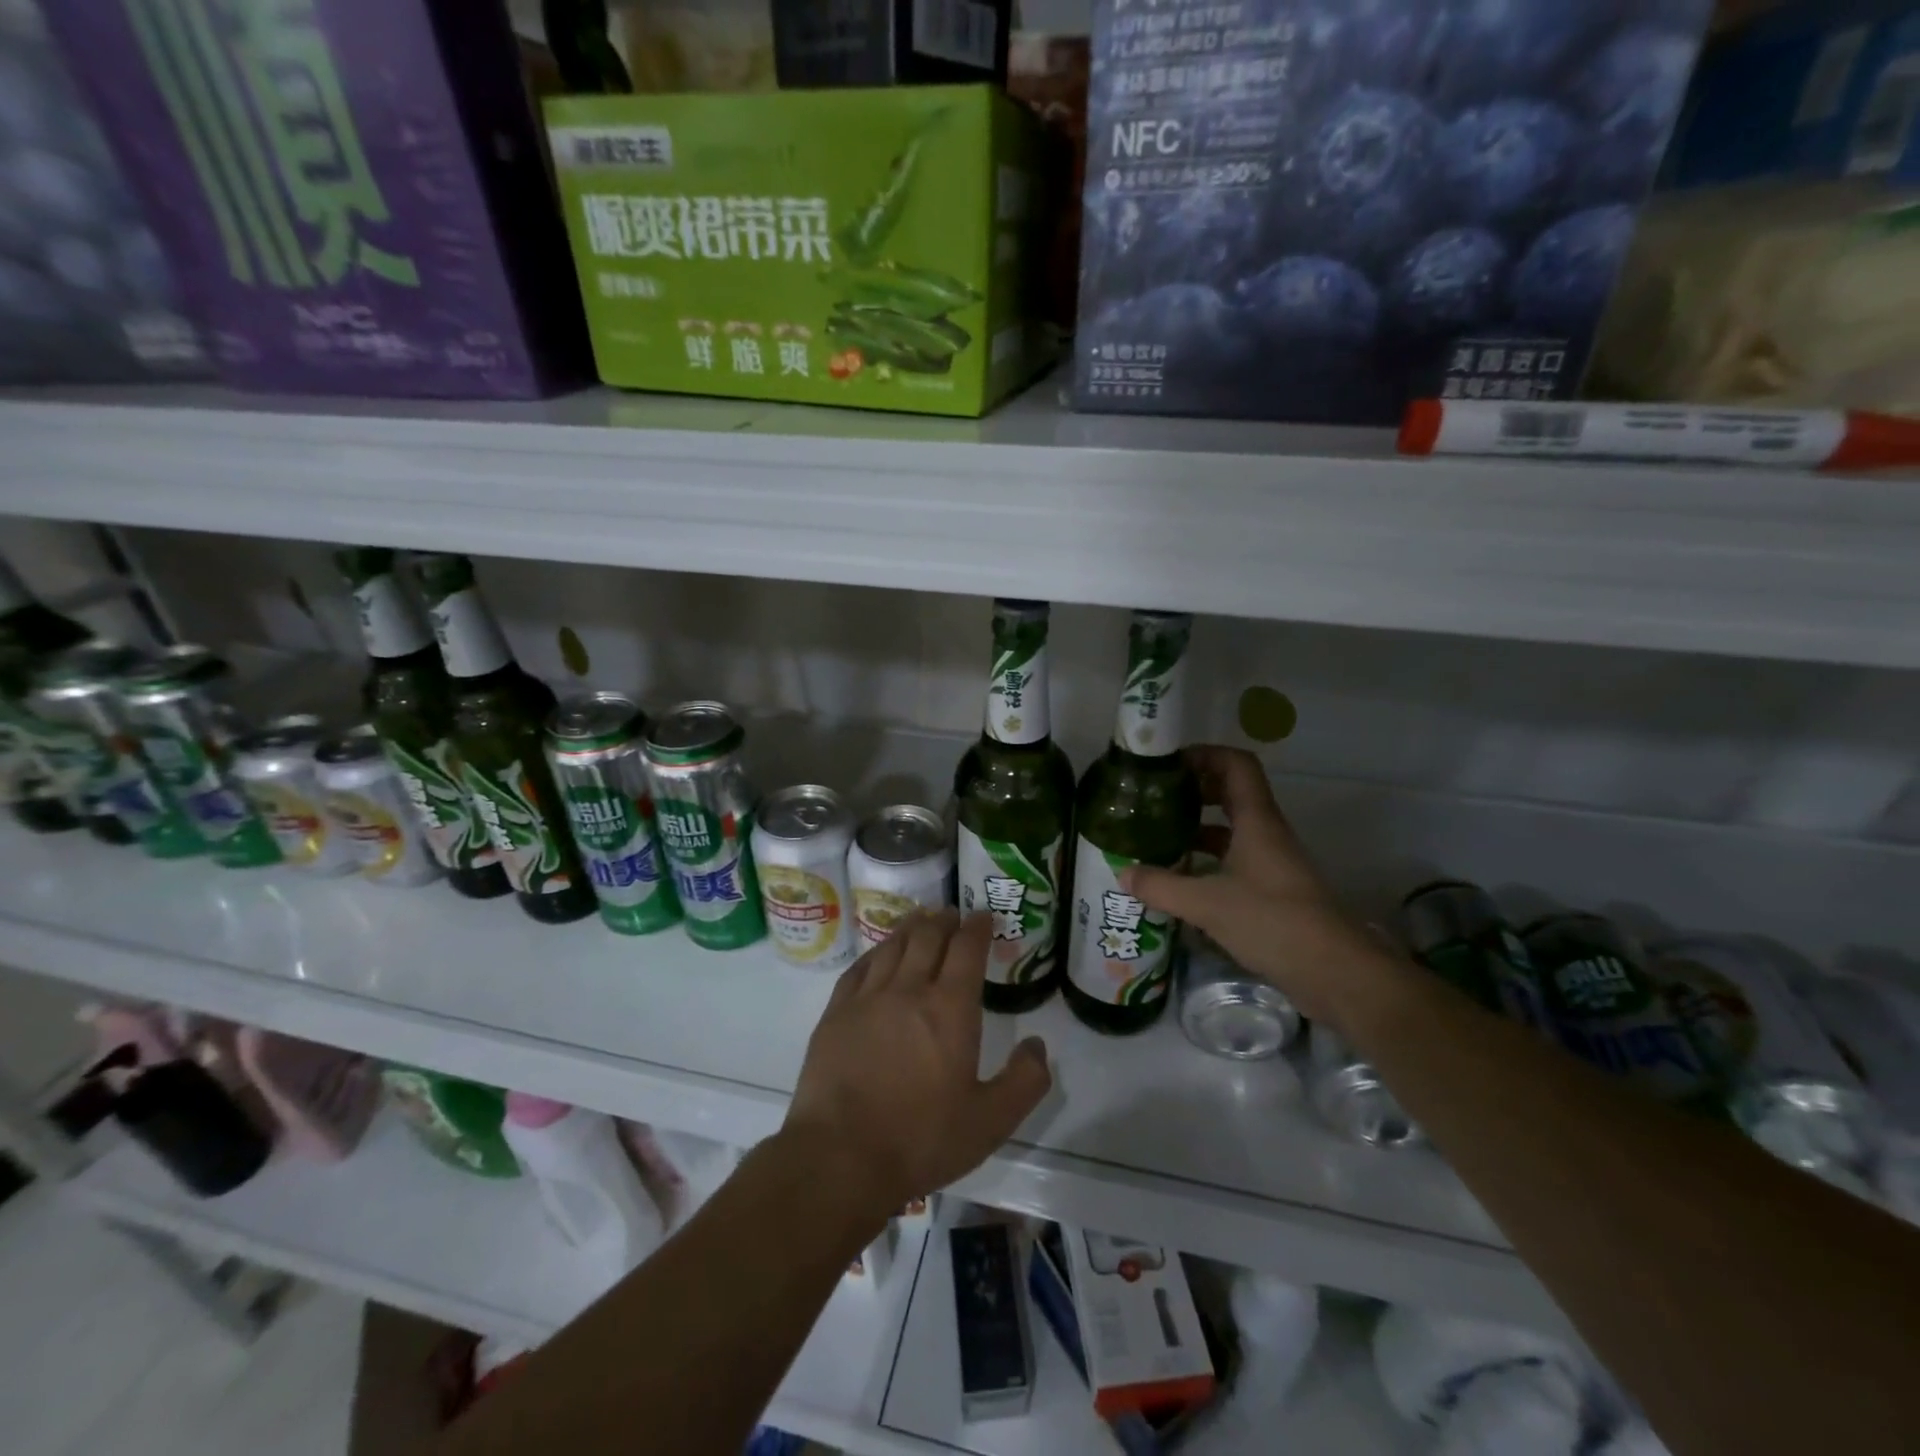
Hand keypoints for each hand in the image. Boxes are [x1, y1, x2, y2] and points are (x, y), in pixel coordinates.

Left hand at [783, 910, 1051, 1219]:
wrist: (840, 1156)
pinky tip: (879, 954)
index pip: (967, 949)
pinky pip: (859, 967)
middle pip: (928, 936)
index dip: (977, 927)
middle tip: (952, 914)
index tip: (983, 915)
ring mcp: (867, 997)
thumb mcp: (990, 1122)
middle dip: (944, 919)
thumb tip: (1038, 1044)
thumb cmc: (921, 1138)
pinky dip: (876, 952)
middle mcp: (909, 989)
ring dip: (911, 928)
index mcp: (949, 1008)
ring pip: (893, 946)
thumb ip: (1024, 1081)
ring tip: (920, 920)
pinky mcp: (836, 1012)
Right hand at [1121, 745, 1399, 1026]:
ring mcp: (1270, 863)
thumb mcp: (1207, 903)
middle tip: (1153, 801)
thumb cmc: (1273, 921)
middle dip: (1192, 791)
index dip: (1204, 755)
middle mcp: (1265, 834)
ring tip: (1156, 838)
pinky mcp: (1271, 892)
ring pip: (1230, 830)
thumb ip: (1162, 886)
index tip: (1168, 765)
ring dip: (1195, 829)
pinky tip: (1178, 880)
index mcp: (1256, 821)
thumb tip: (1123, 873)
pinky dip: (1205, 863)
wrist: (1335, 972)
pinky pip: (1232, 862)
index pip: (1236, 765)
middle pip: (1230, 793)